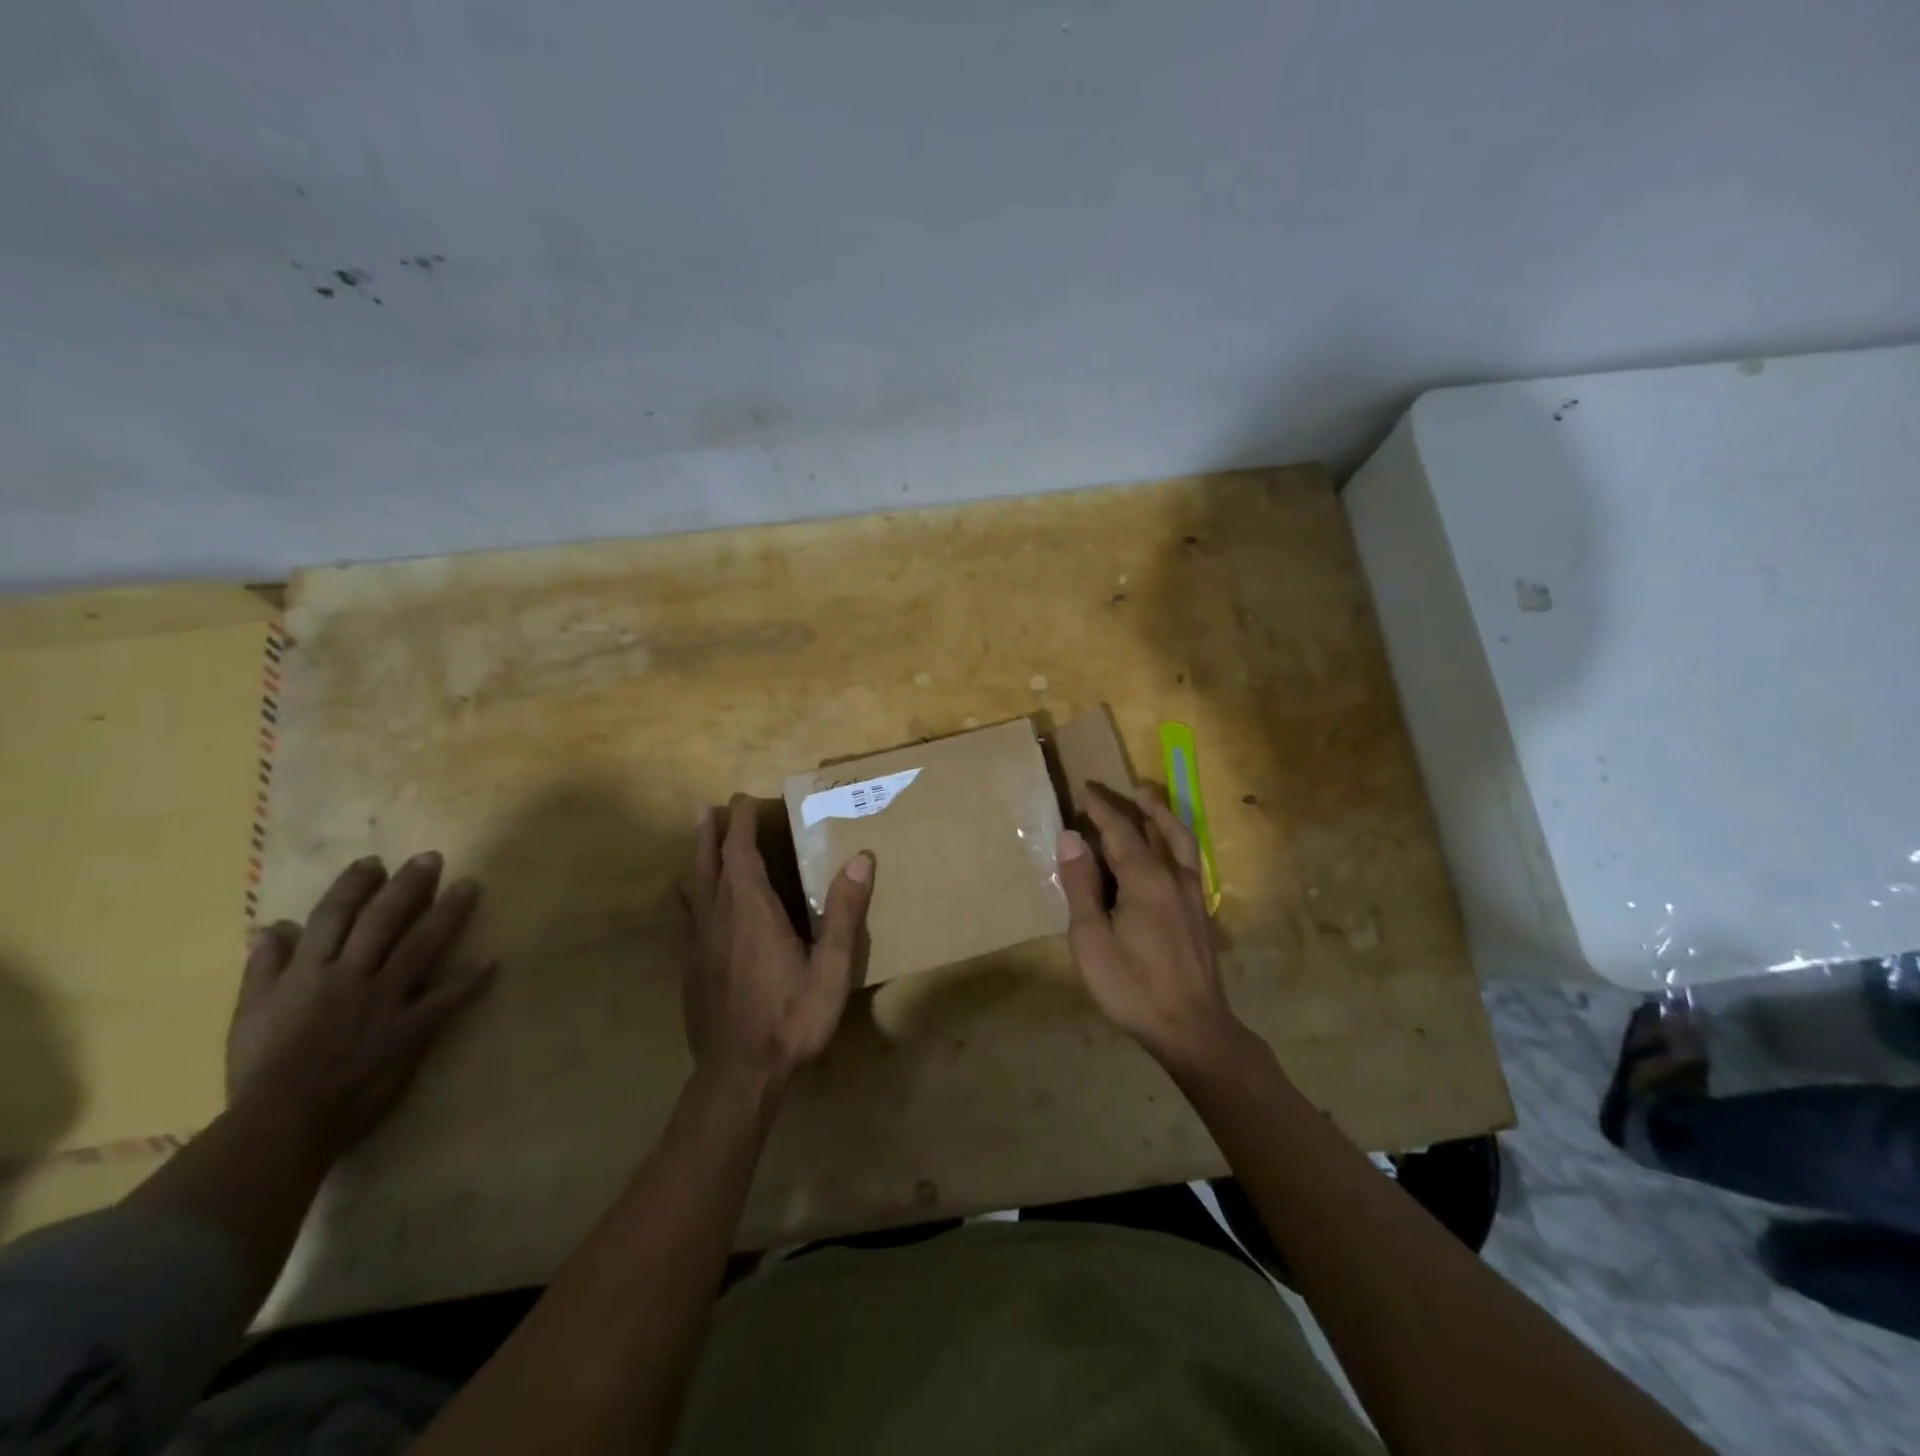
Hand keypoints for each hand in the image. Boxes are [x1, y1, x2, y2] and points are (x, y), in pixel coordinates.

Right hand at [227, 853, 495, 1148]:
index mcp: (309, 972)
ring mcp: (384, 999)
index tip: (374, 862)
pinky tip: (493, 962)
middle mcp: (350, 976)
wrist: (280, 1121)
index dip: (354, 885)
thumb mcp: (248, 1015)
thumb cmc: (260, 1070)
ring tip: (471, 886)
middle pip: (384, 919)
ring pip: (421, 945)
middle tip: (434, 857)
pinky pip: (447, 999)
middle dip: (409, 885)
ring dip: (448, 913)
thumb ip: (264, 969)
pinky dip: (471, 981)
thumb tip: (271, 926)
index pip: (333, 916)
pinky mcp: (410, 1027)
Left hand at [684, 795, 873, 1091]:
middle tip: (710, 807)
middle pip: (708, 863)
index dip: (741, 823)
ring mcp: (698, 944)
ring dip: (696, 858)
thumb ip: (844, 912)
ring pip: (692, 888)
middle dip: (711, 832)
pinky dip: (688, 895)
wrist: (739, 1075)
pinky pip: (685, 917)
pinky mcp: (689, 968)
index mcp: (751, 910)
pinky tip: (688, 902)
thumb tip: (861, 858)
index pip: (741, 852)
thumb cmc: (791, 1018)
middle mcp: (718, 917)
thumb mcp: (831, 968)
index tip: (744, 798)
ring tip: (698, 840)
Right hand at [1056, 782, 1239, 1068]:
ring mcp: (1193, 895)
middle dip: (1130, 805)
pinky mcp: (1200, 913)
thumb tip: (1072, 838)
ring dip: (1162, 816)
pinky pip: (1188, 861)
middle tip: (1110, 790)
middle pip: (1154, 828)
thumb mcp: (1092, 939)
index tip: (1086, 788)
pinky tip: (1168, 851)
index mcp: (1145, 879)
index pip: (1121, 830)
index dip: (1102, 808)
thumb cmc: (1132, 986)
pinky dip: (1176, 841)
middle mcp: (1174, 877)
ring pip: (1180, 841)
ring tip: (1149, 799)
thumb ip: (1082, 885)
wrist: (1192, 1029)